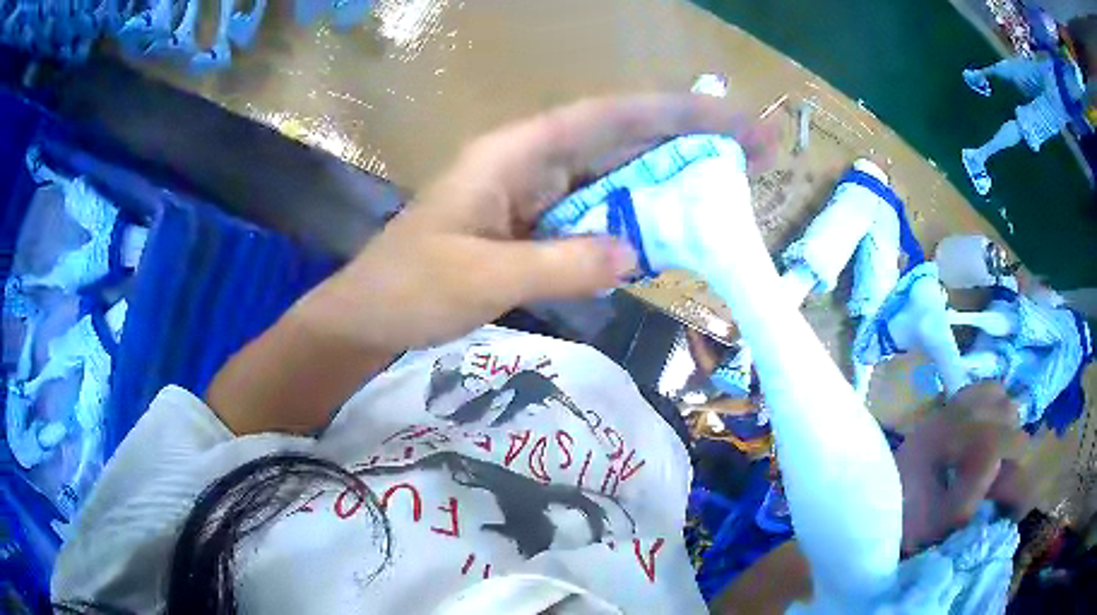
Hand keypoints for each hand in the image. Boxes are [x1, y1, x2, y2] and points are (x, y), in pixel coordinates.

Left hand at [210, 94, 773, 434]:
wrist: (368, 316)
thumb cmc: (409, 289)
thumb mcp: (481, 278)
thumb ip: (559, 263)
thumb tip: (633, 253)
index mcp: (514, 154)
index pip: (608, 117)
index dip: (674, 113)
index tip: (730, 119)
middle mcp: (530, 161)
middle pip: (622, 136)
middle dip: (689, 137)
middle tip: (755, 147)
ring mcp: (534, 193)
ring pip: (615, 171)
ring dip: (671, 173)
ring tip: (731, 180)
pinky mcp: (534, 224)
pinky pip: (598, 210)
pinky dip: (637, 215)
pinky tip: (673, 225)